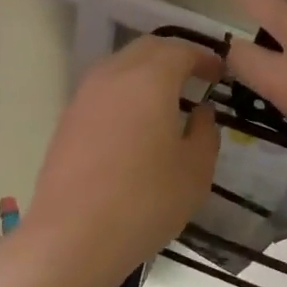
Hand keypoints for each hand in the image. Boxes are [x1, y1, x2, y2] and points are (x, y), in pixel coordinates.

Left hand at [23, 36, 221, 285]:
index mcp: (149, 79)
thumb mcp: (195, 170)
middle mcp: (113, 75)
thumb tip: (200, 112)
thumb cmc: (145, 201)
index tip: (219, 74)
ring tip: (166, 99)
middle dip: (174, 57)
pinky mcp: (67, 119)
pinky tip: (135, 123)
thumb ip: (205, 132)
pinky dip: (124, 92)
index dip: (204, 58)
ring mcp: (84, 96)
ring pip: (120, 65)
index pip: (181, 51)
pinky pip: (103, 90)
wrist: (72, 237)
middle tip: (195, 79)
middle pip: (147, 49)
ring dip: (146, 72)